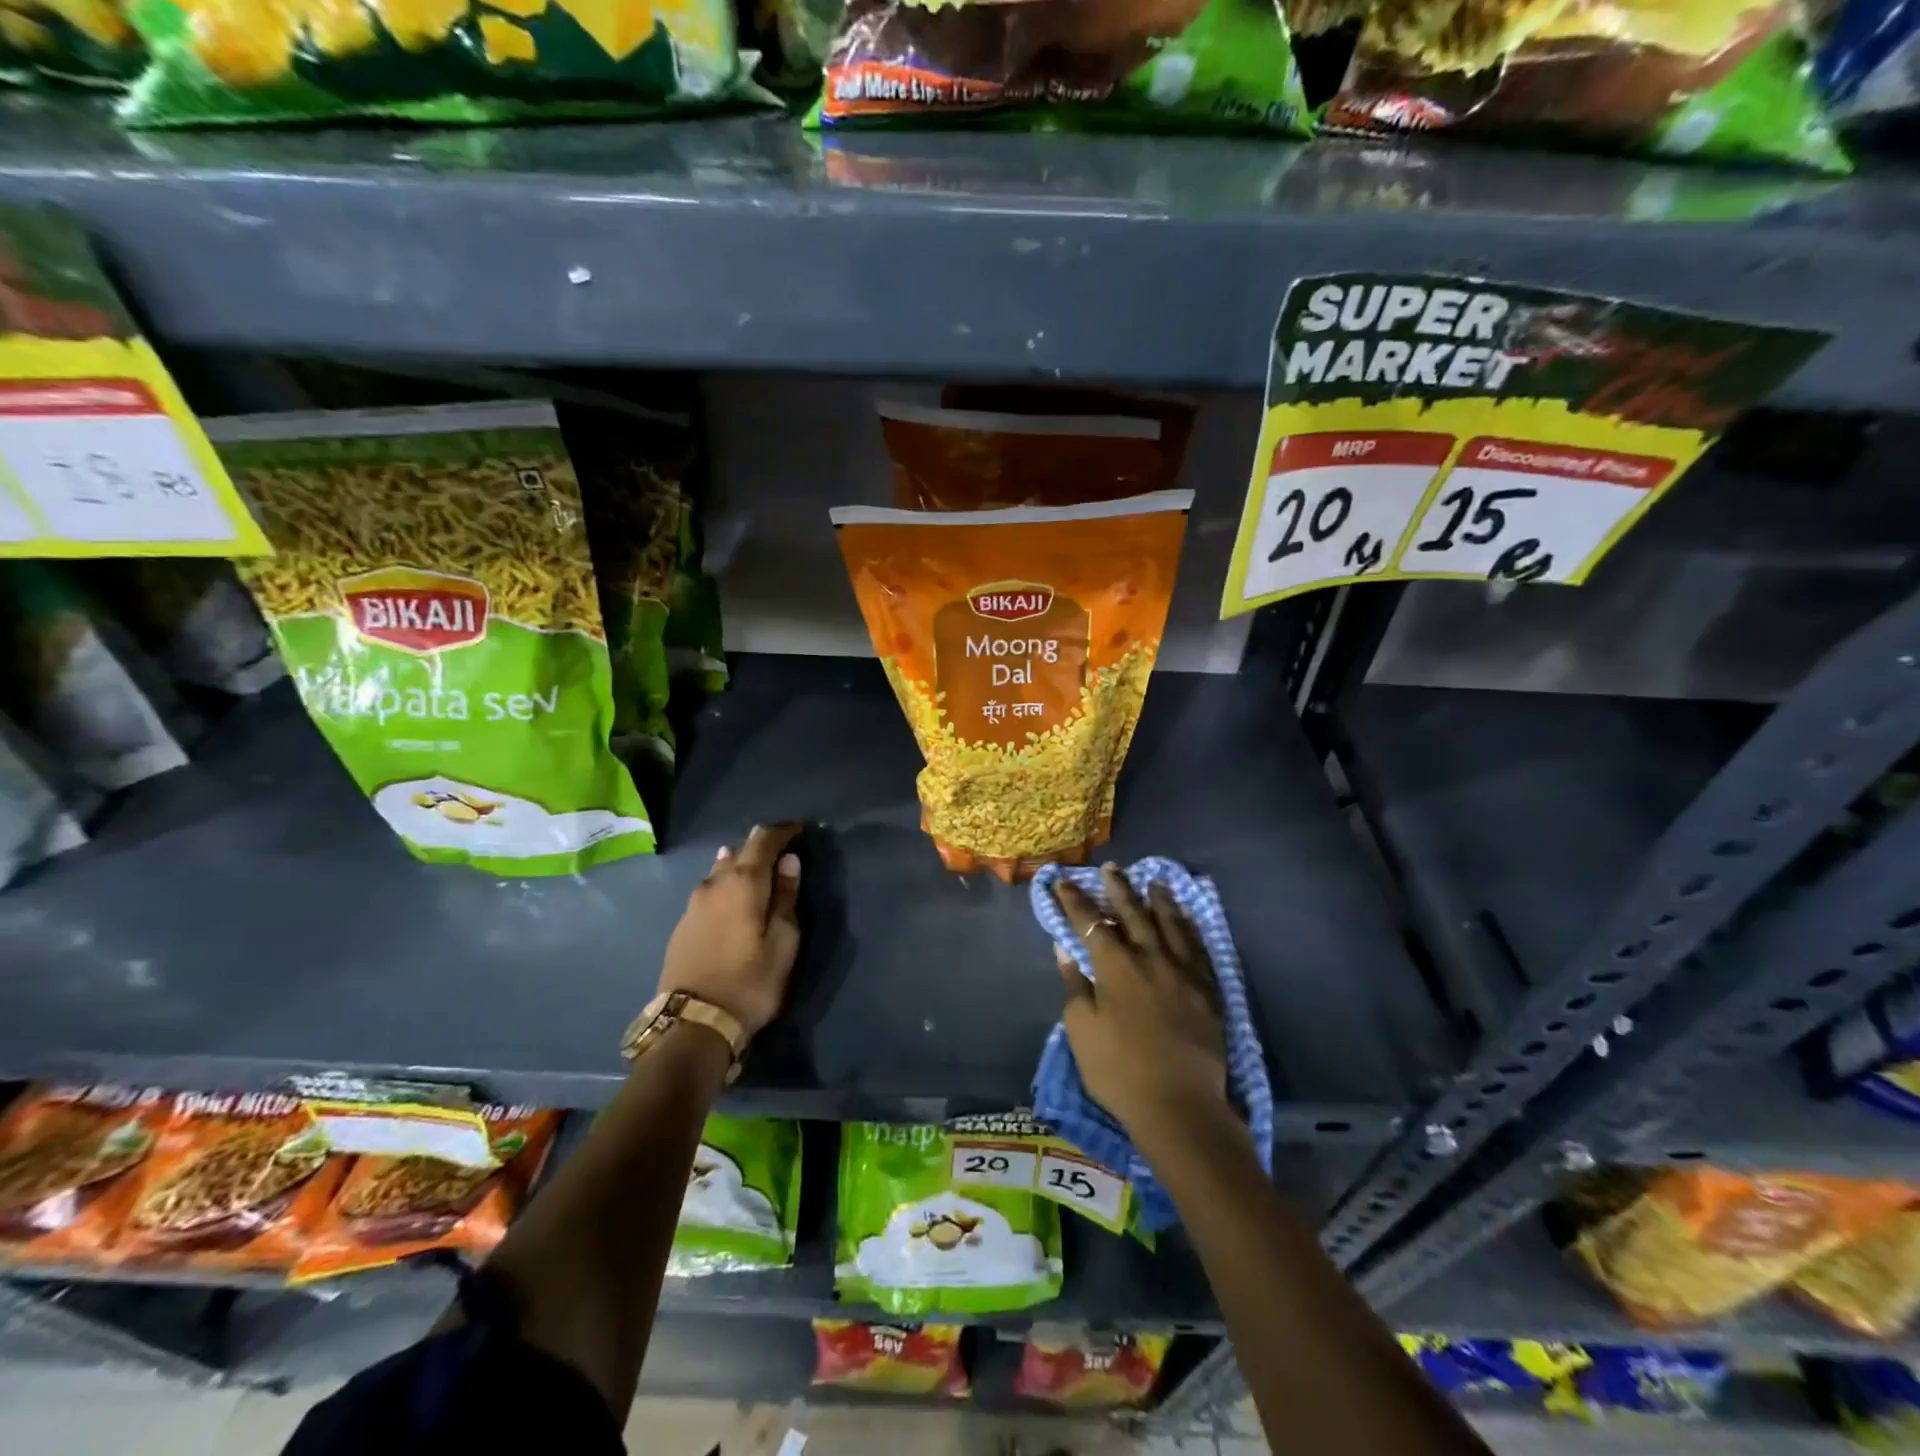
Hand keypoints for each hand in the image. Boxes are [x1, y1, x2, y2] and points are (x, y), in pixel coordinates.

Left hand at [658, 824, 802, 1038]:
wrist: (693, 1023)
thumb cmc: (750, 981)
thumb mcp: (784, 941)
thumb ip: (787, 897)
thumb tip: (789, 862)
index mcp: (743, 882)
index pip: (763, 840)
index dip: (783, 831)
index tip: (800, 829)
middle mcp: (714, 883)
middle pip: (740, 851)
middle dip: (762, 846)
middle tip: (783, 849)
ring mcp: (694, 903)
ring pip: (721, 870)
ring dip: (741, 864)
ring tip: (758, 868)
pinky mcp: (683, 923)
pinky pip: (710, 890)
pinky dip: (726, 884)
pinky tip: (732, 895)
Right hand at [1052, 864, 1230, 1151]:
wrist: (1180, 1106)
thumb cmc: (1119, 1070)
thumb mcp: (1082, 1030)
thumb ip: (1075, 986)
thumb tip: (1067, 950)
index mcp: (1116, 967)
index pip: (1090, 923)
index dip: (1074, 901)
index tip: (1062, 881)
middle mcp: (1150, 958)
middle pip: (1133, 913)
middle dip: (1118, 889)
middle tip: (1111, 868)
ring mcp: (1183, 971)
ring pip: (1170, 924)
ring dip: (1158, 900)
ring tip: (1153, 881)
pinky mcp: (1207, 989)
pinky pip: (1198, 947)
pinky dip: (1189, 927)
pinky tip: (1186, 919)